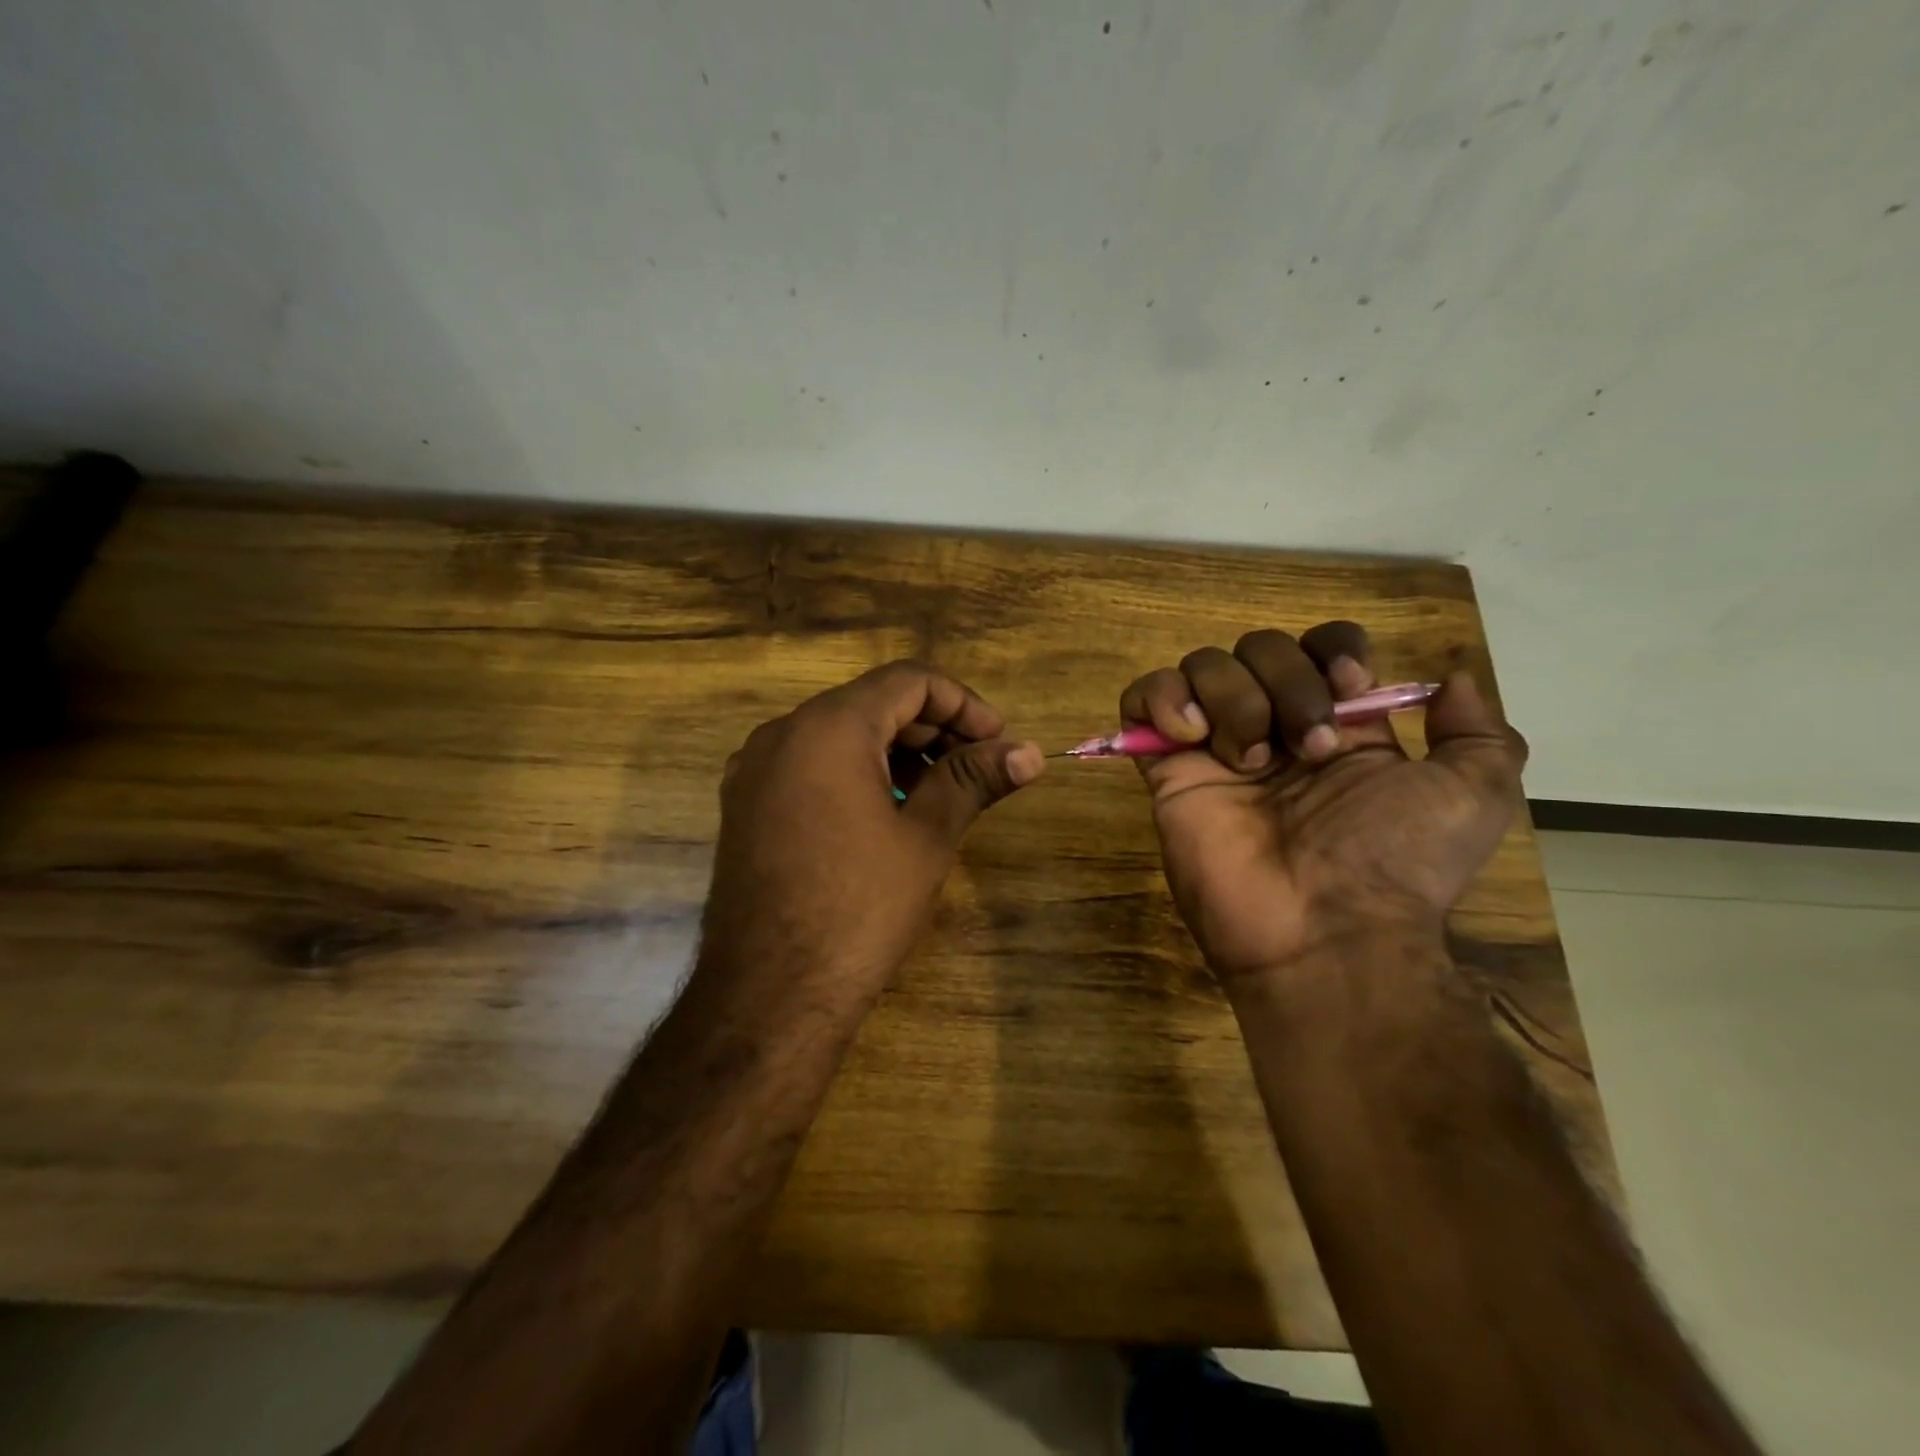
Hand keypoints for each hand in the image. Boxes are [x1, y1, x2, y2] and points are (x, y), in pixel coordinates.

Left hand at [702, 662, 1044, 987]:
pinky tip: (885, 813)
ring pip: (839, 735)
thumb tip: (1030, 752)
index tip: (998, 742)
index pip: (908, 681)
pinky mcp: (745, 806)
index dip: (963, 703)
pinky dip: (855, 773)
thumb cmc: (859, 909)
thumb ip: (974, 780)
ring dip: (895, 751)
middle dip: (932, 729)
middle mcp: (782, 733)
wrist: (769, 995)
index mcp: (828, 727)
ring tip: (939, 793)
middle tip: (978, 769)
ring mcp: (755, 771)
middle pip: (872, 703)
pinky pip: (809, 766)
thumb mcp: (926, 837)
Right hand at [1120, 622, 1526, 982]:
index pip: (1320, 646)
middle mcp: (1274, 727)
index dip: (1331, 651)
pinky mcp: (1166, 769)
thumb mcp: (1473, 796)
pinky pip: (1142, 698)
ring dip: (1231, 697)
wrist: (1323, 930)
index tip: (1348, 691)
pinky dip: (1161, 697)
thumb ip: (1478, 733)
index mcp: (1338, 727)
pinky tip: (1189, 736)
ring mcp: (1214, 748)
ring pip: (1203, 665)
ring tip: (1248, 761)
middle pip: (1259, 647)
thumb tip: (1451, 680)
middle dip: (1286, 684)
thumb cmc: (1395, 861)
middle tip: (1305, 751)